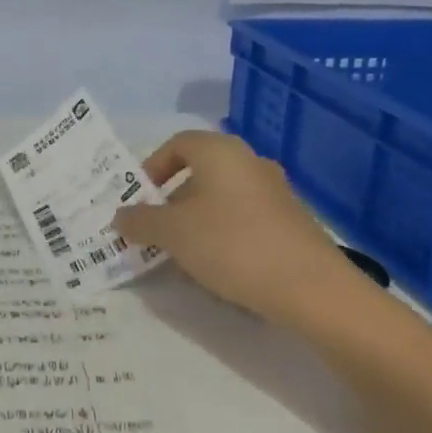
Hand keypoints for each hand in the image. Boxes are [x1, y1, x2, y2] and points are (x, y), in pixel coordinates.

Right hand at [113, 131, 370, 326]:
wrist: (311, 288)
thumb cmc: (231, 245)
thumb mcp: (172, 233)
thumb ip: (140, 221)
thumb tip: (121, 215)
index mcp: (220, 152)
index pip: (177, 143)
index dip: (152, 167)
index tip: (140, 200)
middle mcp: (250, 162)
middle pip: (199, 172)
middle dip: (171, 201)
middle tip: (155, 231)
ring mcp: (275, 192)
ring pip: (221, 198)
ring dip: (196, 221)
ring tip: (183, 256)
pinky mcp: (291, 222)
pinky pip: (244, 219)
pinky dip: (223, 235)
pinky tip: (219, 268)